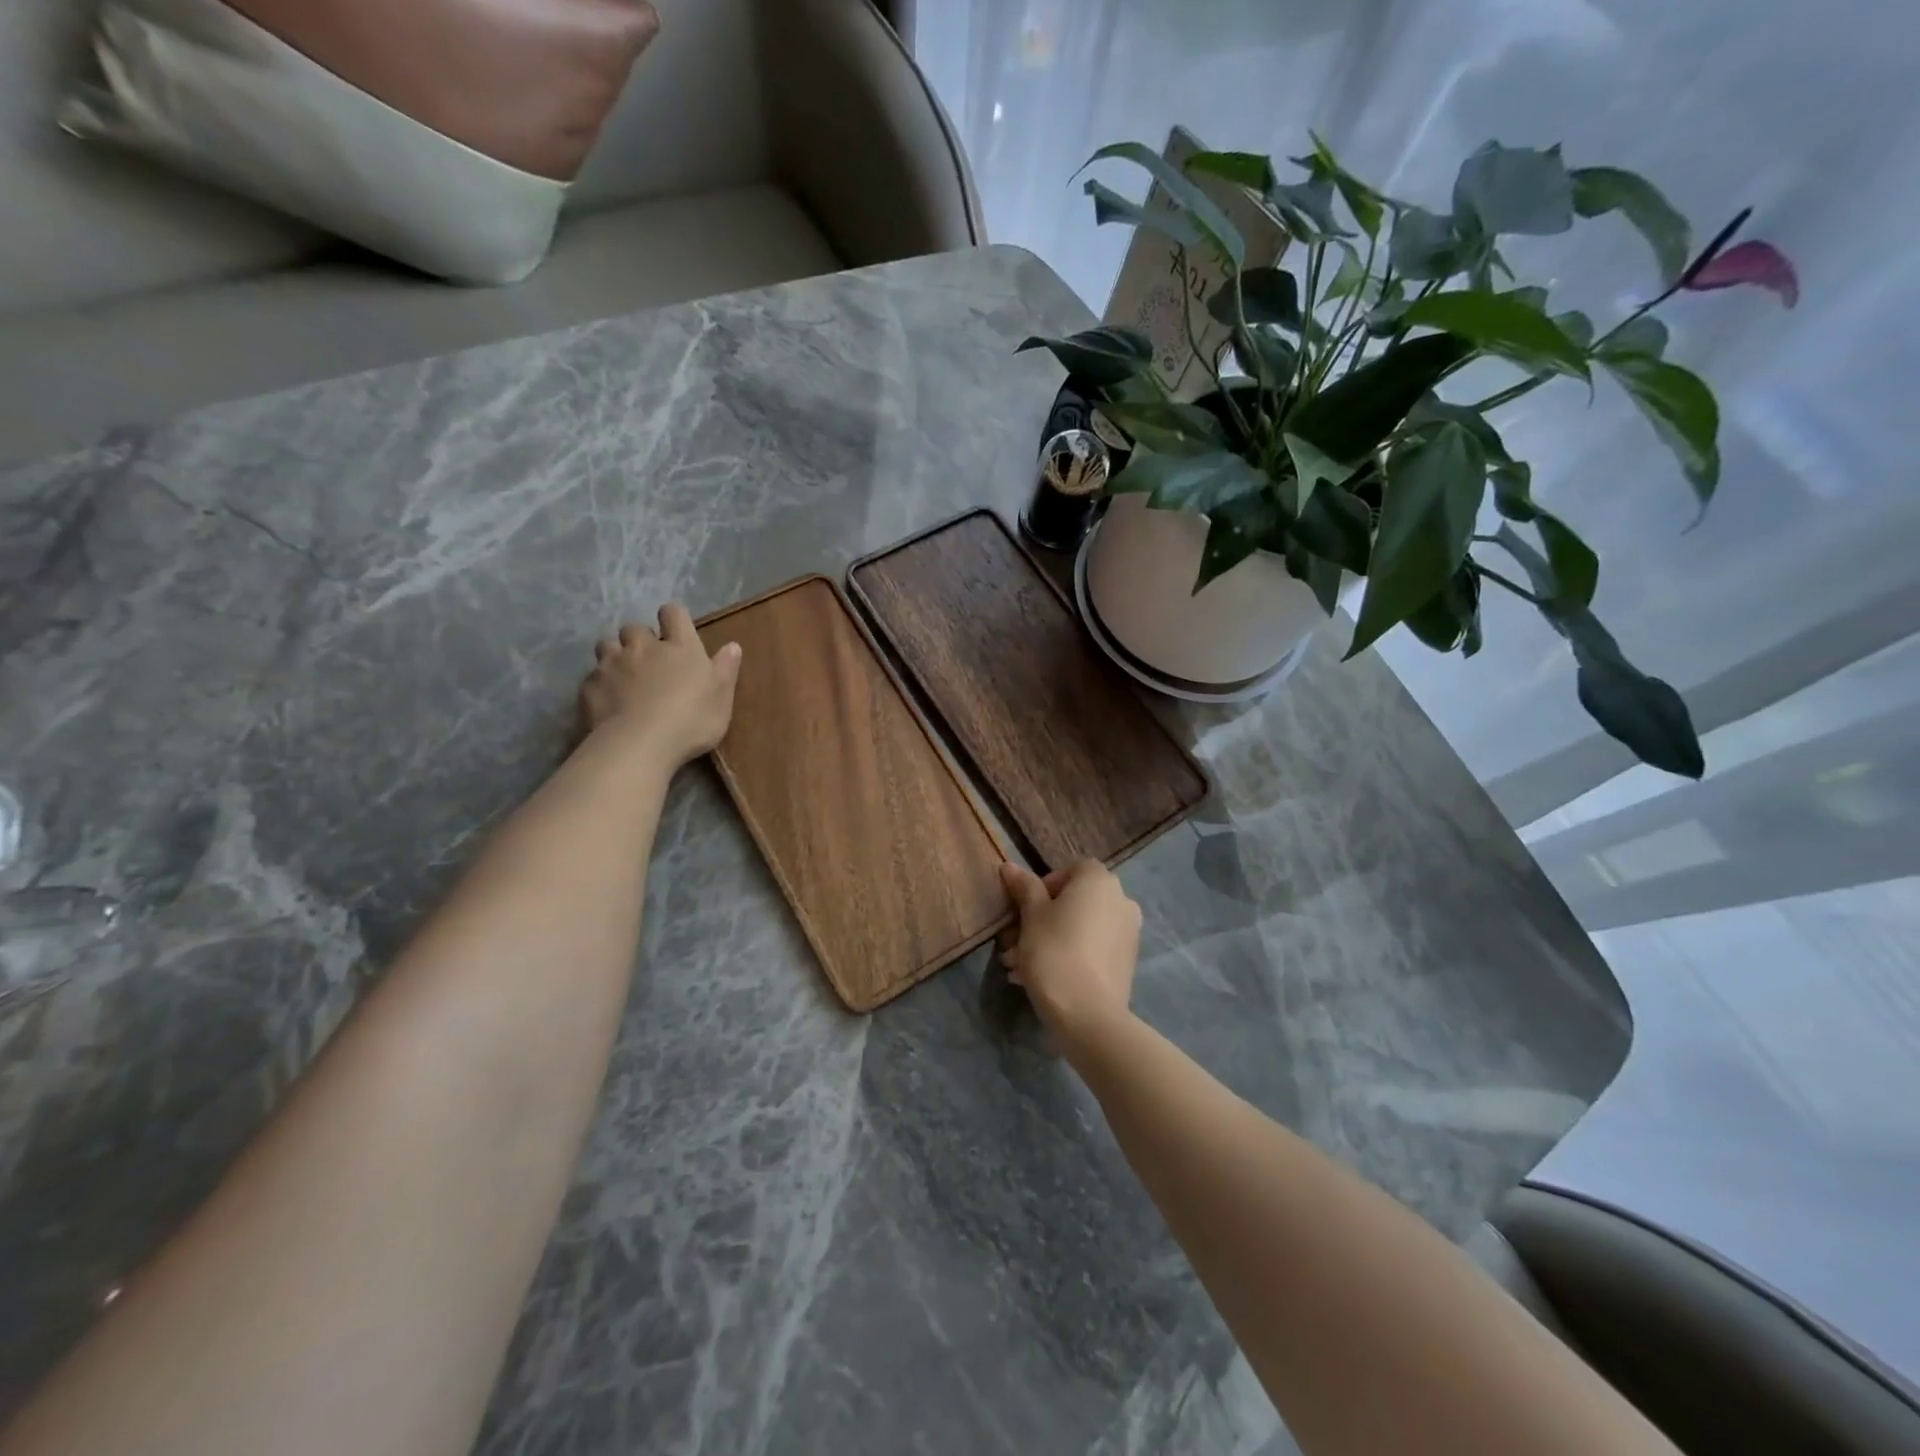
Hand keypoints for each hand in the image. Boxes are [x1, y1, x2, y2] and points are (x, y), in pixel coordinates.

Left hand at [581, 605, 742, 768]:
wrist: (640, 744)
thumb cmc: (692, 719)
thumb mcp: (722, 697)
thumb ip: (726, 668)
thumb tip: (732, 645)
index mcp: (679, 646)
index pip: (673, 613)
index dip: (673, 618)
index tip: (675, 631)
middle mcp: (643, 647)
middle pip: (634, 628)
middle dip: (640, 639)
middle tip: (649, 660)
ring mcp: (611, 665)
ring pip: (606, 646)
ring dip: (615, 655)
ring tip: (623, 676)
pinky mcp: (590, 687)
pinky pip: (592, 677)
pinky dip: (600, 685)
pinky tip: (608, 703)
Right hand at [998, 860, 1141, 1057]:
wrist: (1089, 1015)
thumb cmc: (1054, 952)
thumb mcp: (1031, 916)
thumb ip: (1024, 887)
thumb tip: (1010, 866)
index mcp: (1099, 881)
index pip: (1069, 871)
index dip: (1042, 888)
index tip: (1023, 912)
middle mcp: (1121, 900)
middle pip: (1072, 902)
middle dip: (1039, 921)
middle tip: (1011, 944)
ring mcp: (1127, 933)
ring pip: (1079, 928)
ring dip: (1048, 941)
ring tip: (1018, 968)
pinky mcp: (1125, 962)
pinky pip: (1091, 949)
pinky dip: (1068, 956)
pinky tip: (1039, 979)